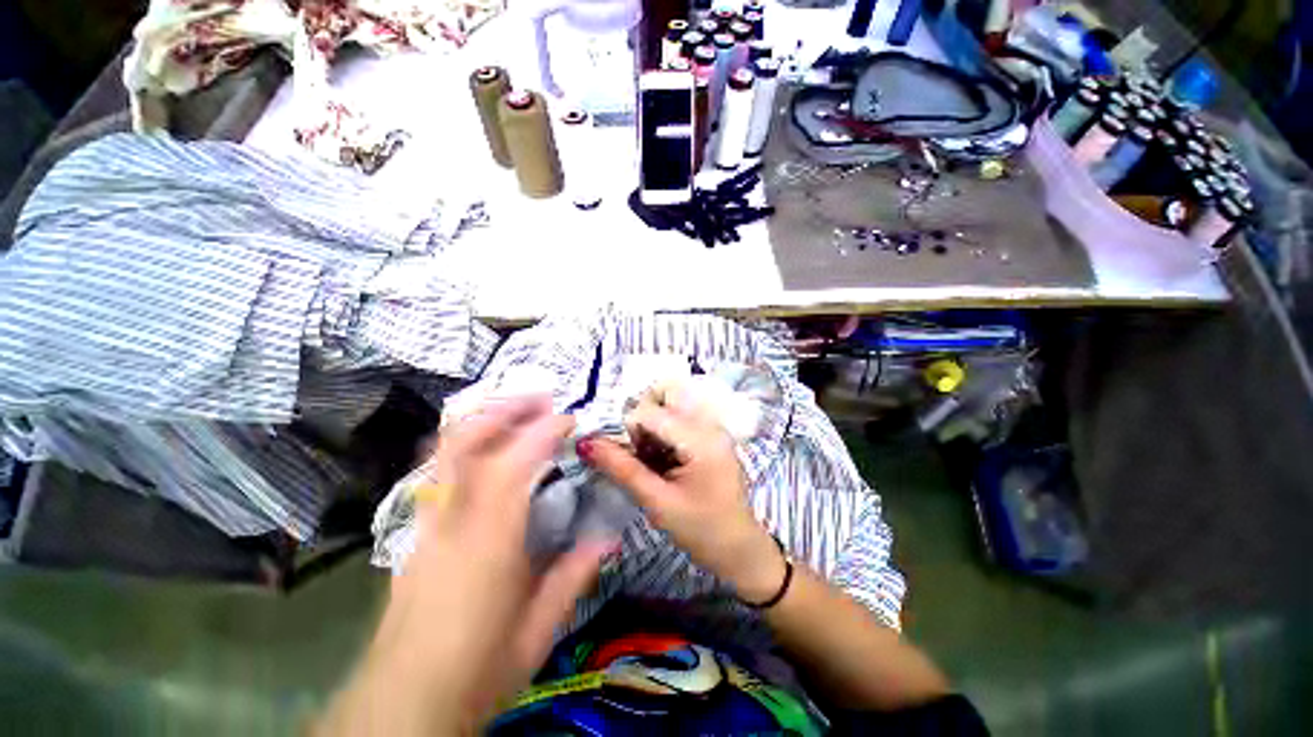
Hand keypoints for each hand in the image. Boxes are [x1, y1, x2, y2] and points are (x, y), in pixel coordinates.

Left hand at [330, 396, 612, 734]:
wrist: (401, 707)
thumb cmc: (476, 671)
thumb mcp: (538, 630)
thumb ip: (574, 575)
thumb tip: (608, 536)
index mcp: (488, 542)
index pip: (514, 465)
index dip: (542, 432)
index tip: (568, 419)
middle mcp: (452, 520)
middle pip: (465, 442)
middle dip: (504, 409)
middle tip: (539, 398)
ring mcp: (427, 523)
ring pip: (445, 450)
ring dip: (483, 419)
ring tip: (516, 409)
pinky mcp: (417, 533)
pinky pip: (439, 470)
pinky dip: (465, 443)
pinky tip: (486, 446)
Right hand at [578, 386, 785, 603]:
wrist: (740, 551)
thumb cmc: (702, 531)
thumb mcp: (658, 502)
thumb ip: (622, 469)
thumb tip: (586, 443)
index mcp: (701, 438)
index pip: (650, 413)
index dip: (624, 429)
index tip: (612, 455)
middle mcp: (708, 425)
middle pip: (658, 408)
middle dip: (636, 431)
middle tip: (630, 462)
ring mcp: (710, 430)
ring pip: (664, 416)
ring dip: (646, 437)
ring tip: (645, 468)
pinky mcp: (708, 439)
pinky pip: (675, 428)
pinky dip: (658, 442)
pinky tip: (657, 467)